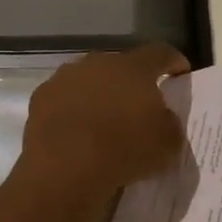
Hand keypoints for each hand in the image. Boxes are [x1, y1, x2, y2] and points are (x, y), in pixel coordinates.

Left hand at [17, 43, 189, 200]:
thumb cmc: (124, 149)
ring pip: (89, 80)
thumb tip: (163, 118)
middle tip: (138, 106)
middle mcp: (99, 62)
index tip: (180, 73)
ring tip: (104, 122)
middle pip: (121, 66)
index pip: (160, 53)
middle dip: (131, 82)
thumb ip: (170, 123)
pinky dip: (73, 111)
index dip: (173, 61)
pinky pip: (64, 99)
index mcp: (134, 67)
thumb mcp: (167, 143)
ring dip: (99, 95)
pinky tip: (77, 133)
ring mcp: (66, 77)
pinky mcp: (41, 97)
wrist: (65, 168)